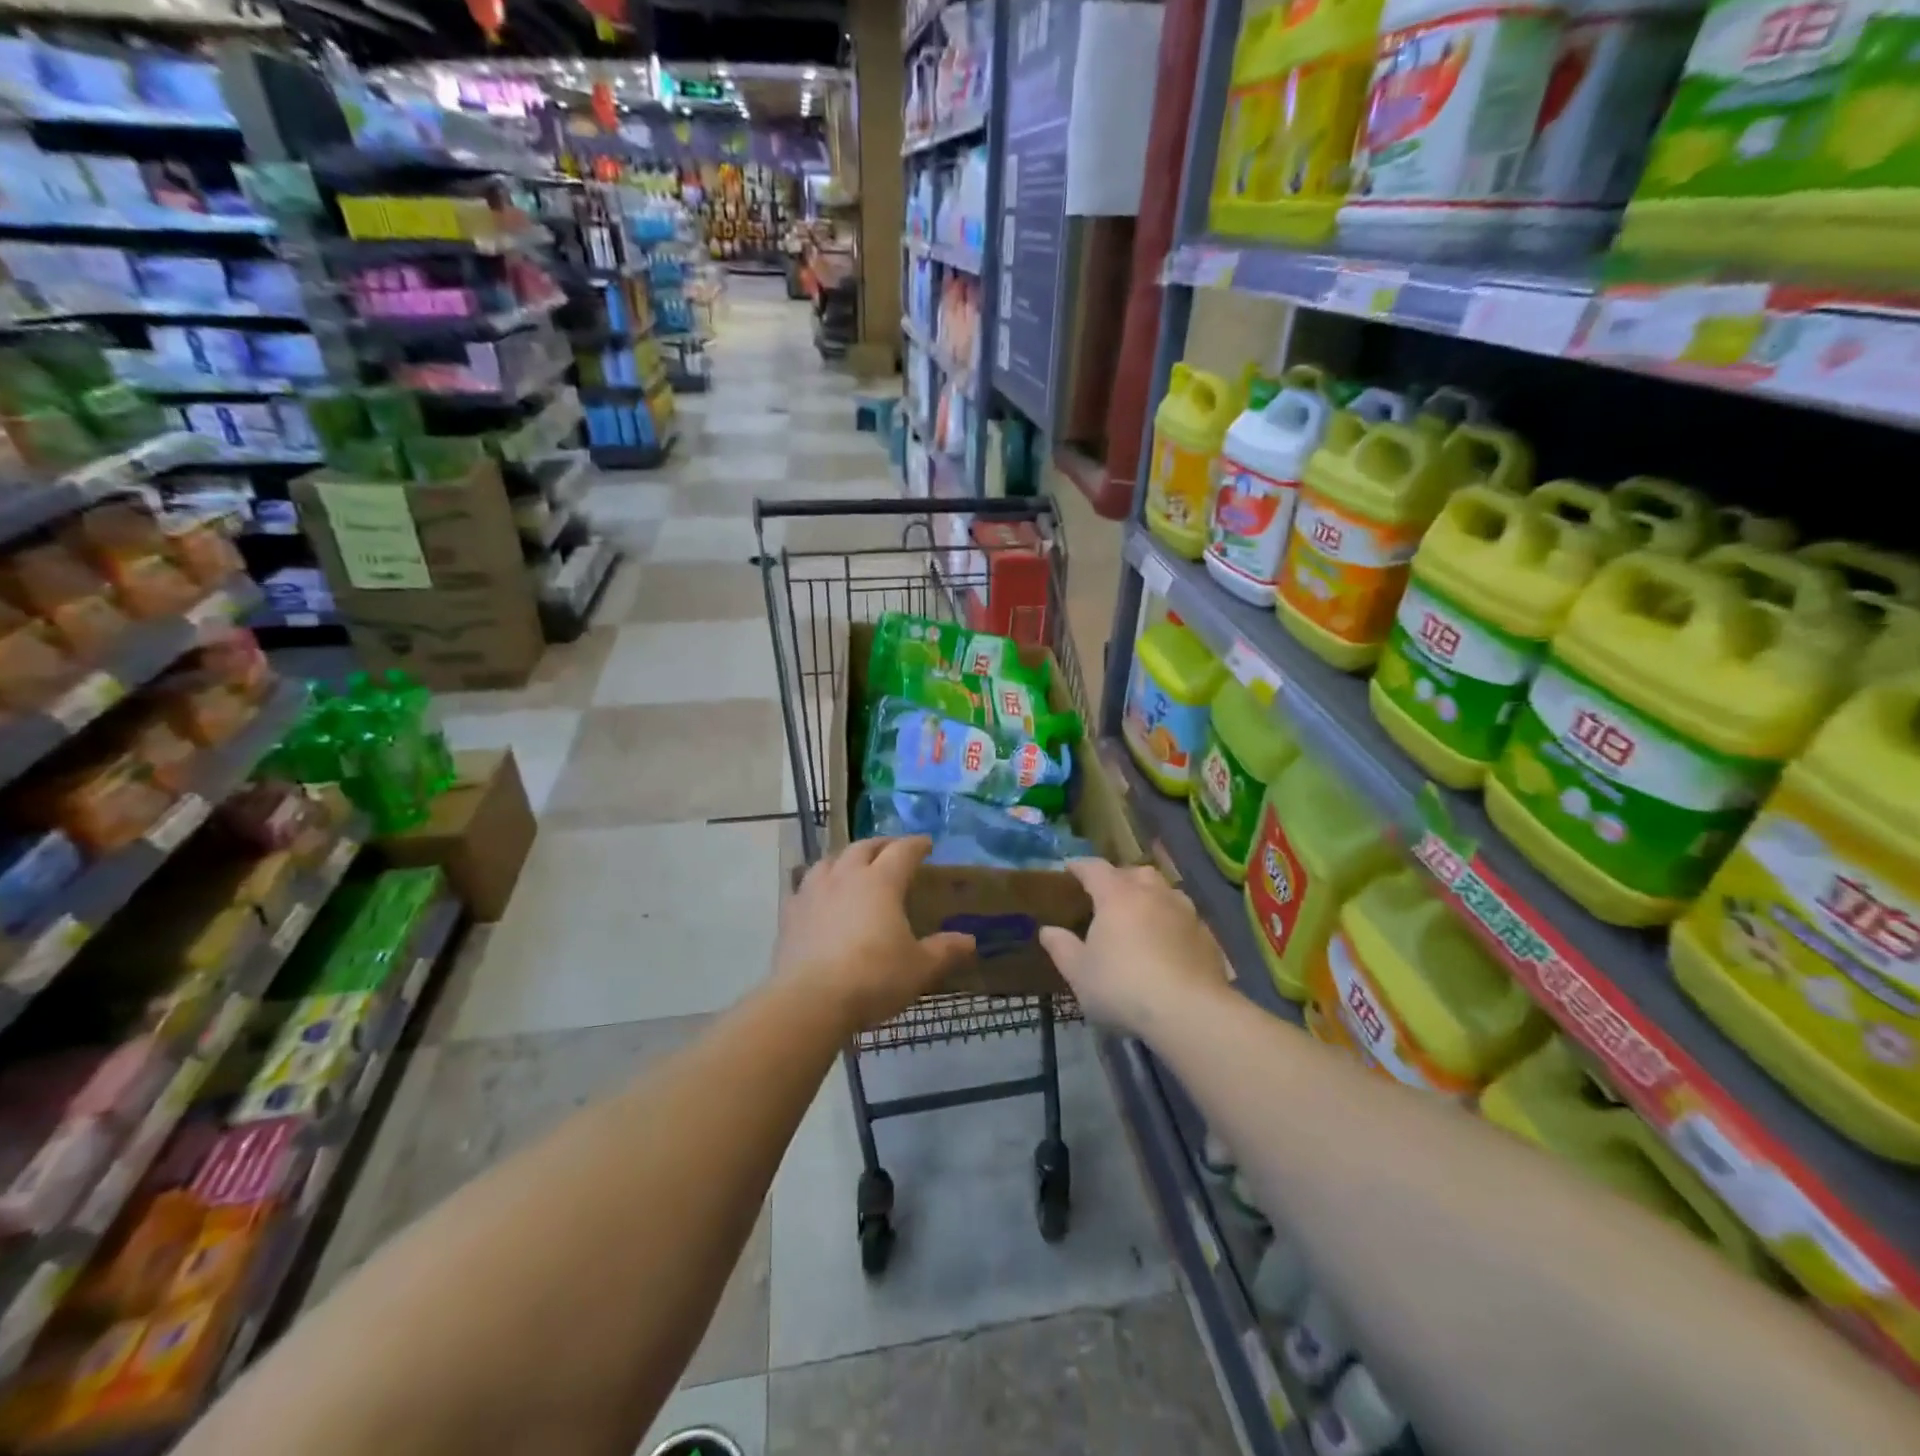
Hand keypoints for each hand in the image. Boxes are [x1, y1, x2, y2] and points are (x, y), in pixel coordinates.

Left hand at [776, 837, 975, 1033]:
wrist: (811, 1000)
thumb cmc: (873, 978)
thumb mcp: (919, 968)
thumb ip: (944, 951)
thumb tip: (969, 940)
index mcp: (881, 881)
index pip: (902, 851)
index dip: (916, 845)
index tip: (927, 844)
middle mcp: (846, 876)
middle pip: (864, 847)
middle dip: (882, 845)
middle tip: (893, 850)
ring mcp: (813, 891)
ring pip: (830, 860)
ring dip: (846, 858)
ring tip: (853, 866)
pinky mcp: (790, 912)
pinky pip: (804, 886)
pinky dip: (817, 883)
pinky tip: (819, 895)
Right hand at [1039, 860, 1229, 1035]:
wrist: (1190, 1012)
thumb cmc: (1123, 987)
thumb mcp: (1079, 973)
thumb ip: (1062, 948)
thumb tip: (1048, 930)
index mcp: (1116, 895)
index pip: (1095, 869)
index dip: (1080, 866)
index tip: (1070, 868)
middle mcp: (1152, 894)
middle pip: (1135, 872)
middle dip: (1120, 877)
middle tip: (1107, 893)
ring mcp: (1184, 912)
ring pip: (1165, 891)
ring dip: (1150, 896)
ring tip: (1141, 914)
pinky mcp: (1207, 936)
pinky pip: (1184, 917)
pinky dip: (1172, 922)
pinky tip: (1168, 943)